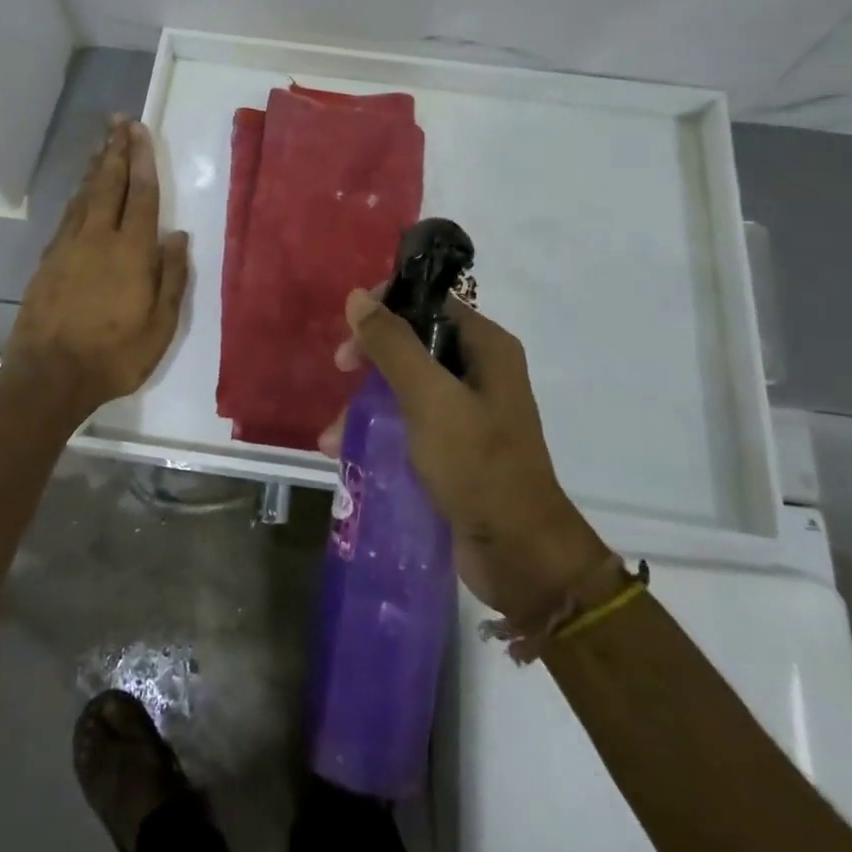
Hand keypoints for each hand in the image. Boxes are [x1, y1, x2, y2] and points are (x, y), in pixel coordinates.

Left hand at [6, 118, 190, 417]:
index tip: (140, 130)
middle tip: (119, 121)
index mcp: (131, 251)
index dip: (142, 160)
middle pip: (108, 184)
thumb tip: (177, 236)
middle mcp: (98, 238)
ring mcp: (68, 246)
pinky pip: (68, 214)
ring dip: (95, 166)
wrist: (48, 376)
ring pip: (84, 195)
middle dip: (116, 150)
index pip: (141, 194)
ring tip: (102, 143)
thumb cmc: (113, 355)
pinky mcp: (48, 259)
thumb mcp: (159, 326)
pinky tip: (81, 189)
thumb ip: (171, 277)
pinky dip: (77, 194)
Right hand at [324, 291, 609, 620]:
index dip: (386, 308)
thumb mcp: (429, 399)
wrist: (519, 554)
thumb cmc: (477, 465)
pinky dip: (380, 431)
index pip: (429, 303)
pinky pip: (410, 422)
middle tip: (341, 373)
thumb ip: (393, 346)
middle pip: (413, 342)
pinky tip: (347, 452)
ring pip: (406, 385)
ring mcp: (468, 410)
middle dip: (371, 360)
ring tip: (333, 437)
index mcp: (486, 347)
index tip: (350, 330)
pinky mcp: (456, 446)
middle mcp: (480, 370)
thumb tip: (357, 297)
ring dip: (367, 403)